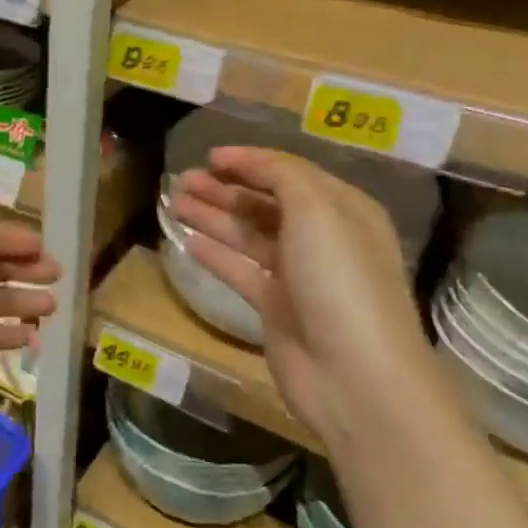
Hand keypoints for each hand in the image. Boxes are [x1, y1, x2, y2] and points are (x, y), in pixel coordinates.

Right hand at [170, 146, 434, 446]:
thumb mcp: (316, 208)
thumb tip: (246, 161)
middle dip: (225, 188)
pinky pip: (240, 271)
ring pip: (248, 236)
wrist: (352, 372)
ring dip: (213, 216)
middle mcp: (322, 238)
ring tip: (174, 202)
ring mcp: (298, 276)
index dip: (249, 161)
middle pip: (266, 203)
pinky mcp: (276, 308)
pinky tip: (187, 241)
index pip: (289, 173)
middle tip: (183, 180)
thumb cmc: (338, 278)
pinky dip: (215, 254)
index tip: (208, 156)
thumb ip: (281, 174)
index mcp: (342, 209)